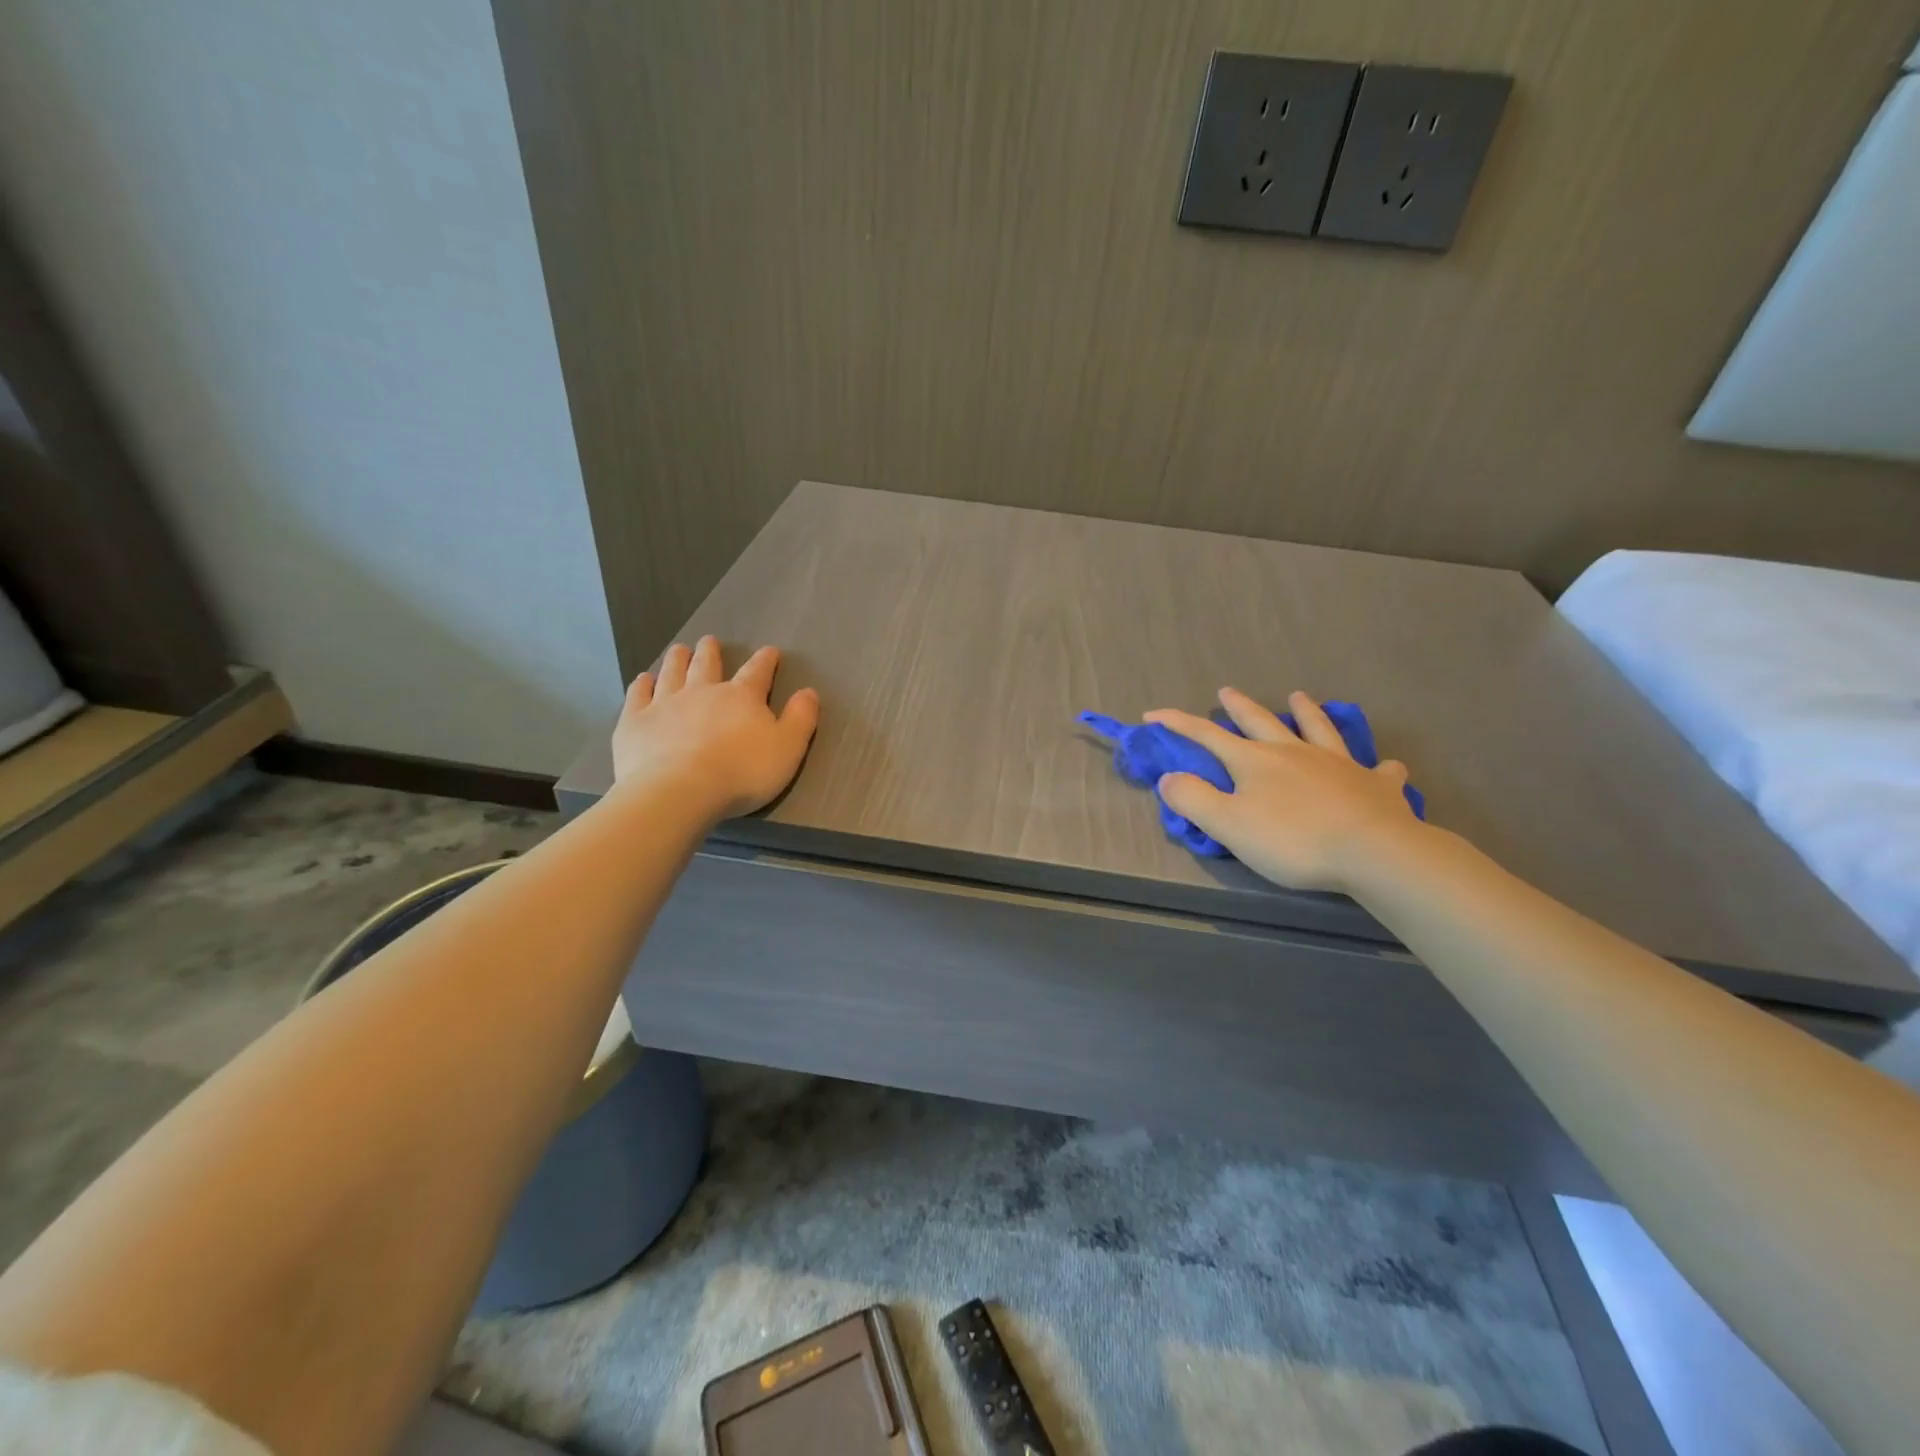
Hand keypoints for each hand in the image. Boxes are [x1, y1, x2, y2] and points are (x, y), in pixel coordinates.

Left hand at [610, 637, 819, 819]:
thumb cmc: (742, 772)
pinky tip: (643, 679)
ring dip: (677, 660)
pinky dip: (641, 685)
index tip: (770, 651)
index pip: (757, 672)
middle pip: (707, 665)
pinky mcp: (635, 722)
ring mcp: (665, 704)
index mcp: (742, 697)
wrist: (680, 791)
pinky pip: (638, 696)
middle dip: (711, 652)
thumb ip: (801, 719)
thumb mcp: (787, 748)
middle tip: (709, 641)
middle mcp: (703, 692)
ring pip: (672, 673)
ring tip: (679, 649)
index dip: (765, 661)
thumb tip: (809, 692)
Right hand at [1147, 688, 1423, 892]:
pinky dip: (1377, 765)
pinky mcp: (1375, 785)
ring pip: (1318, 729)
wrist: (1373, 852)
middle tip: (1227, 691)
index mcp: (1255, 761)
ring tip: (1299, 697)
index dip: (1178, 724)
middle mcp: (1294, 752)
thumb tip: (1169, 777)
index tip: (1153, 715)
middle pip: (1260, 722)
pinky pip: (1377, 770)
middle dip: (1239, 707)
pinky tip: (1385, 764)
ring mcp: (1338, 764)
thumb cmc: (1293, 840)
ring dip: (1306, 712)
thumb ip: (1194, 799)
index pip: (1207, 735)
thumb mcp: (1228, 824)